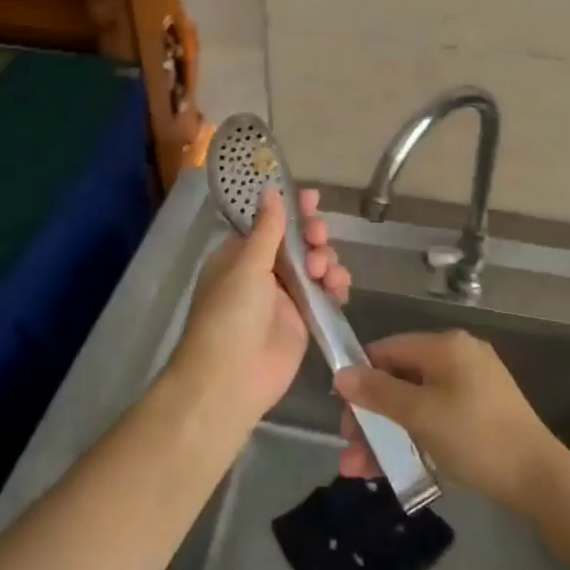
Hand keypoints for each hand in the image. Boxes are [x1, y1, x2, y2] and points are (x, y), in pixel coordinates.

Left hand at [167, 188, 350, 424]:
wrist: (231, 379)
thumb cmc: (230, 315)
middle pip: (297, 242)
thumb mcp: (247, 266)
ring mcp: (284, 297)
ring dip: (326, 260)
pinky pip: (325, 293)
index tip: (312, 198)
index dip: (292, 209)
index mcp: (240, 255)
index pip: (271, 223)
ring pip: (315, 265)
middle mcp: (263, 272)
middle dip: (312, 236)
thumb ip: (267, 229)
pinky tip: (339, 287)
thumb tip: (270, 190)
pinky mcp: (304, 319)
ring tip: (325, 271)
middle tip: (318, 238)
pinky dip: (335, 286)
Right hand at [333, 330, 559, 512]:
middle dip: (371, 415)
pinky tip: (394, 466)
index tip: (342, 411)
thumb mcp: (420, 414)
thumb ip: (378, 392)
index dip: (360, 377)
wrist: (539, 478)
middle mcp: (458, 356)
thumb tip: (340, 374)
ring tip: (361, 470)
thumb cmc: (474, 436)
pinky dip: (414, 436)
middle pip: (400, 378)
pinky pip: (435, 416)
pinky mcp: (480, 411)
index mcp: (445, 345)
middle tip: (351, 448)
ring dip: (386, 433)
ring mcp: (471, 384)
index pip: (388, 349)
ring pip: (415, 403)